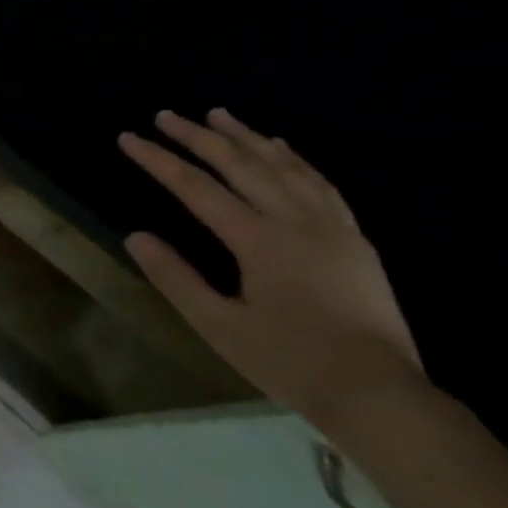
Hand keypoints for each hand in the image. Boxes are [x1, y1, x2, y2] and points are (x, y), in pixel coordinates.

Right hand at [118, 109, 423, 430]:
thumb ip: (175, 278)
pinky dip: (295, 159)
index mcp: (259, 241)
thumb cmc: (289, 361)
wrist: (378, 393)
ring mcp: (332, 226)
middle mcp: (296, 221)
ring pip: (284, 166)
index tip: (129, 138)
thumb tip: (136, 236)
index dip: (159, 160)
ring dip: (247, 137)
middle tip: (166, 115)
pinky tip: (280, 147)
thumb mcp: (218, 326)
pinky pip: (320, 183)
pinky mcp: (354, 239)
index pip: (198, 188)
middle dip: (199, 137)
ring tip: (219, 115)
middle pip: (242, 165)